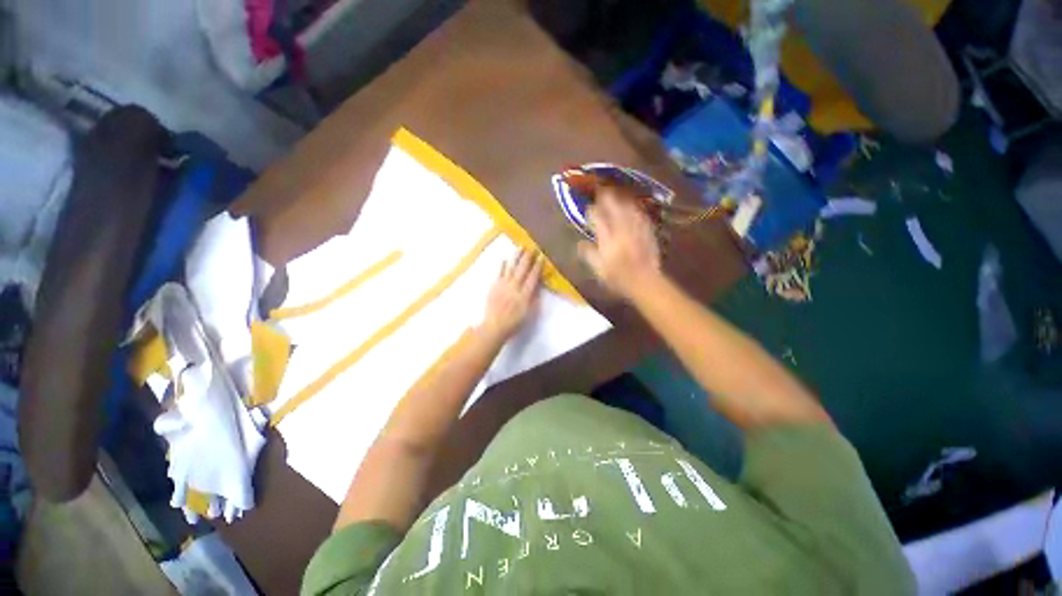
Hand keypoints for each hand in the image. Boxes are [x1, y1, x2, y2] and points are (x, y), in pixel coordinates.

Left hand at [481, 249, 542, 341]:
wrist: (494, 326)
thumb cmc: (514, 323)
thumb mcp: (529, 313)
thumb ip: (534, 299)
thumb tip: (538, 285)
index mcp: (525, 295)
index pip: (533, 277)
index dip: (537, 266)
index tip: (541, 257)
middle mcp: (515, 287)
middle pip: (522, 270)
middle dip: (528, 258)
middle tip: (532, 248)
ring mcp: (503, 286)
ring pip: (511, 268)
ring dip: (516, 257)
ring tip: (520, 247)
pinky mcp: (494, 286)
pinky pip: (499, 273)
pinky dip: (502, 265)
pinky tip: (505, 258)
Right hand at [578, 187, 661, 299]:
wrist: (644, 281)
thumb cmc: (618, 278)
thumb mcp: (598, 269)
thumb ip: (588, 254)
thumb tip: (580, 244)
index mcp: (608, 238)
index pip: (598, 218)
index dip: (592, 211)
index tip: (588, 208)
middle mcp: (622, 229)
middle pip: (614, 207)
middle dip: (607, 197)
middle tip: (601, 190)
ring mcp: (636, 229)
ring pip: (628, 208)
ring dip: (621, 199)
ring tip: (616, 194)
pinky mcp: (647, 232)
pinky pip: (640, 215)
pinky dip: (634, 208)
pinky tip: (633, 207)